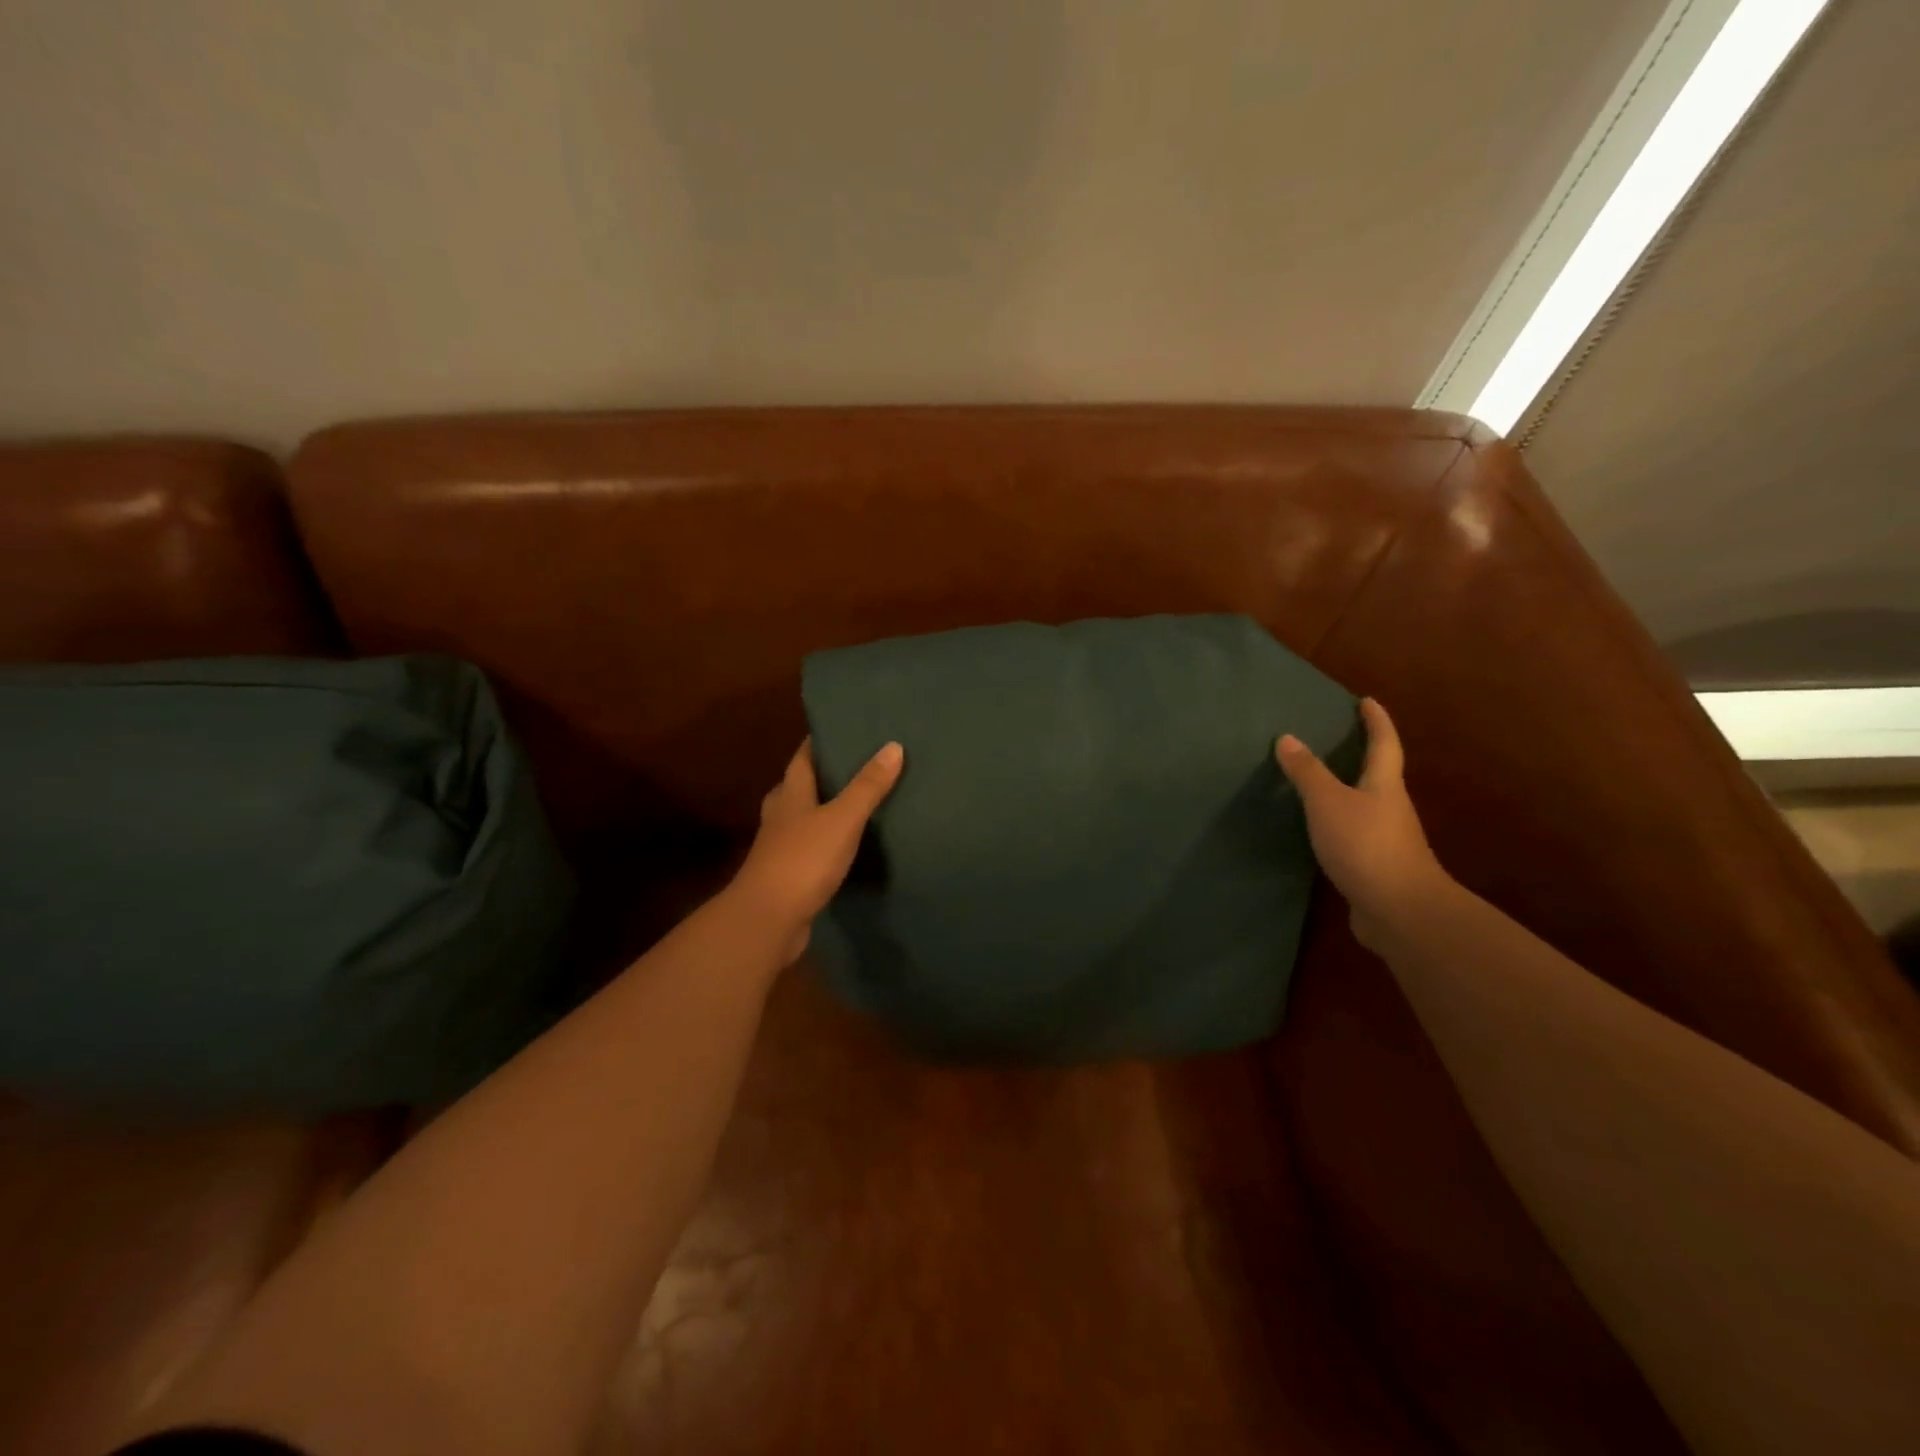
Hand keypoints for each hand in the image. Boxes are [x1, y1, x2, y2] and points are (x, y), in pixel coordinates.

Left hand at [728, 738, 904, 964]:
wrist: (768, 920)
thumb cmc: (803, 860)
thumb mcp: (842, 819)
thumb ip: (867, 786)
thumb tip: (893, 746)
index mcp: (790, 795)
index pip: (801, 758)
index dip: (817, 742)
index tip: (840, 728)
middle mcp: (780, 817)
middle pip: (797, 787)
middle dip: (820, 776)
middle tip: (851, 766)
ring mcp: (780, 848)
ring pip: (800, 819)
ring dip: (820, 810)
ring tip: (852, 803)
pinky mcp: (787, 876)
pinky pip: (808, 850)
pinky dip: (823, 843)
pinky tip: (843, 847)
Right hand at [1276, 698, 1450, 950]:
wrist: (1400, 911)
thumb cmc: (1366, 845)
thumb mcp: (1328, 803)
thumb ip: (1307, 773)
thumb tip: (1288, 738)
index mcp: (1384, 786)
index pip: (1383, 744)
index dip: (1376, 721)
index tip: (1367, 701)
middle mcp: (1390, 808)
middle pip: (1379, 775)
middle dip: (1362, 755)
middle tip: (1336, 739)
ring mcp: (1386, 840)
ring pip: (1366, 806)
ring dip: (1347, 792)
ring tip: (1318, 784)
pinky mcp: (1375, 867)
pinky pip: (1354, 835)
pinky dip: (1337, 825)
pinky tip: (1318, 832)